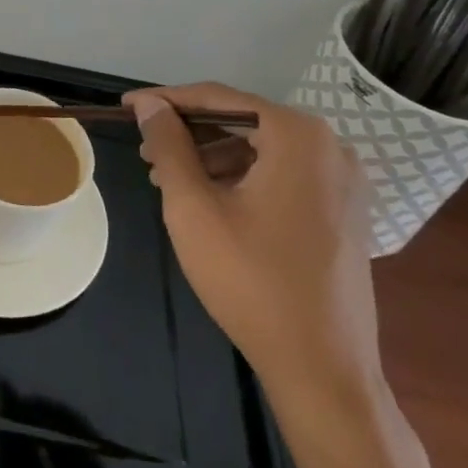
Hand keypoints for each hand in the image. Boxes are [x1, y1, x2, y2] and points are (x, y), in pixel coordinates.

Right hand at [125, 82, 382, 415]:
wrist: (323, 368)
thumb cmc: (251, 280)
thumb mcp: (193, 206)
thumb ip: (168, 144)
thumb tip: (149, 105)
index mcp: (298, 136)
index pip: (218, 98)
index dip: (166, 100)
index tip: (125, 106)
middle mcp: (329, 146)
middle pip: (241, 121)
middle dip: (187, 132)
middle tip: (143, 148)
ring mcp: (342, 181)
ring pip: (260, 148)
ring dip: (209, 155)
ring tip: (165, 176)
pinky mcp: (342, 210)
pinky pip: (281, 174)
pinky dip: (239, 176)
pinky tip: (205, 198)